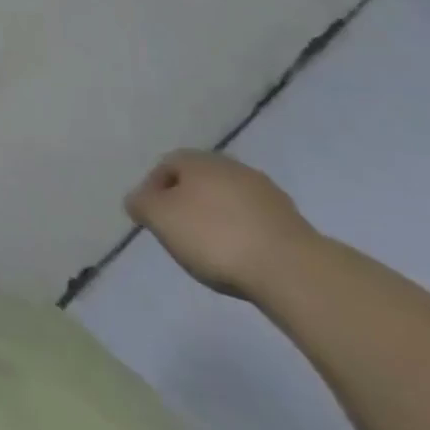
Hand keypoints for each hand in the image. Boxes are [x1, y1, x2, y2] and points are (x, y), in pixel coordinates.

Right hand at [124, 150, 317, 299]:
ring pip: (229, 200)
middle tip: (179, 232)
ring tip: (212, 250)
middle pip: (199, 181)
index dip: (153, 190)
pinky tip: (242, 256)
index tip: (151, 219)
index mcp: (197, 160)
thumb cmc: (214, 237)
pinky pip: (254, 221)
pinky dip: (243, 233)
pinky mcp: (291, 220)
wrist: (291, 269)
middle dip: (186, 202)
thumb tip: (137, 200)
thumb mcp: (160, 219)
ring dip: (217, 217)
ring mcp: (265, 192)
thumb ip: (141, 205)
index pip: (165, 166)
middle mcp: (230, 166)